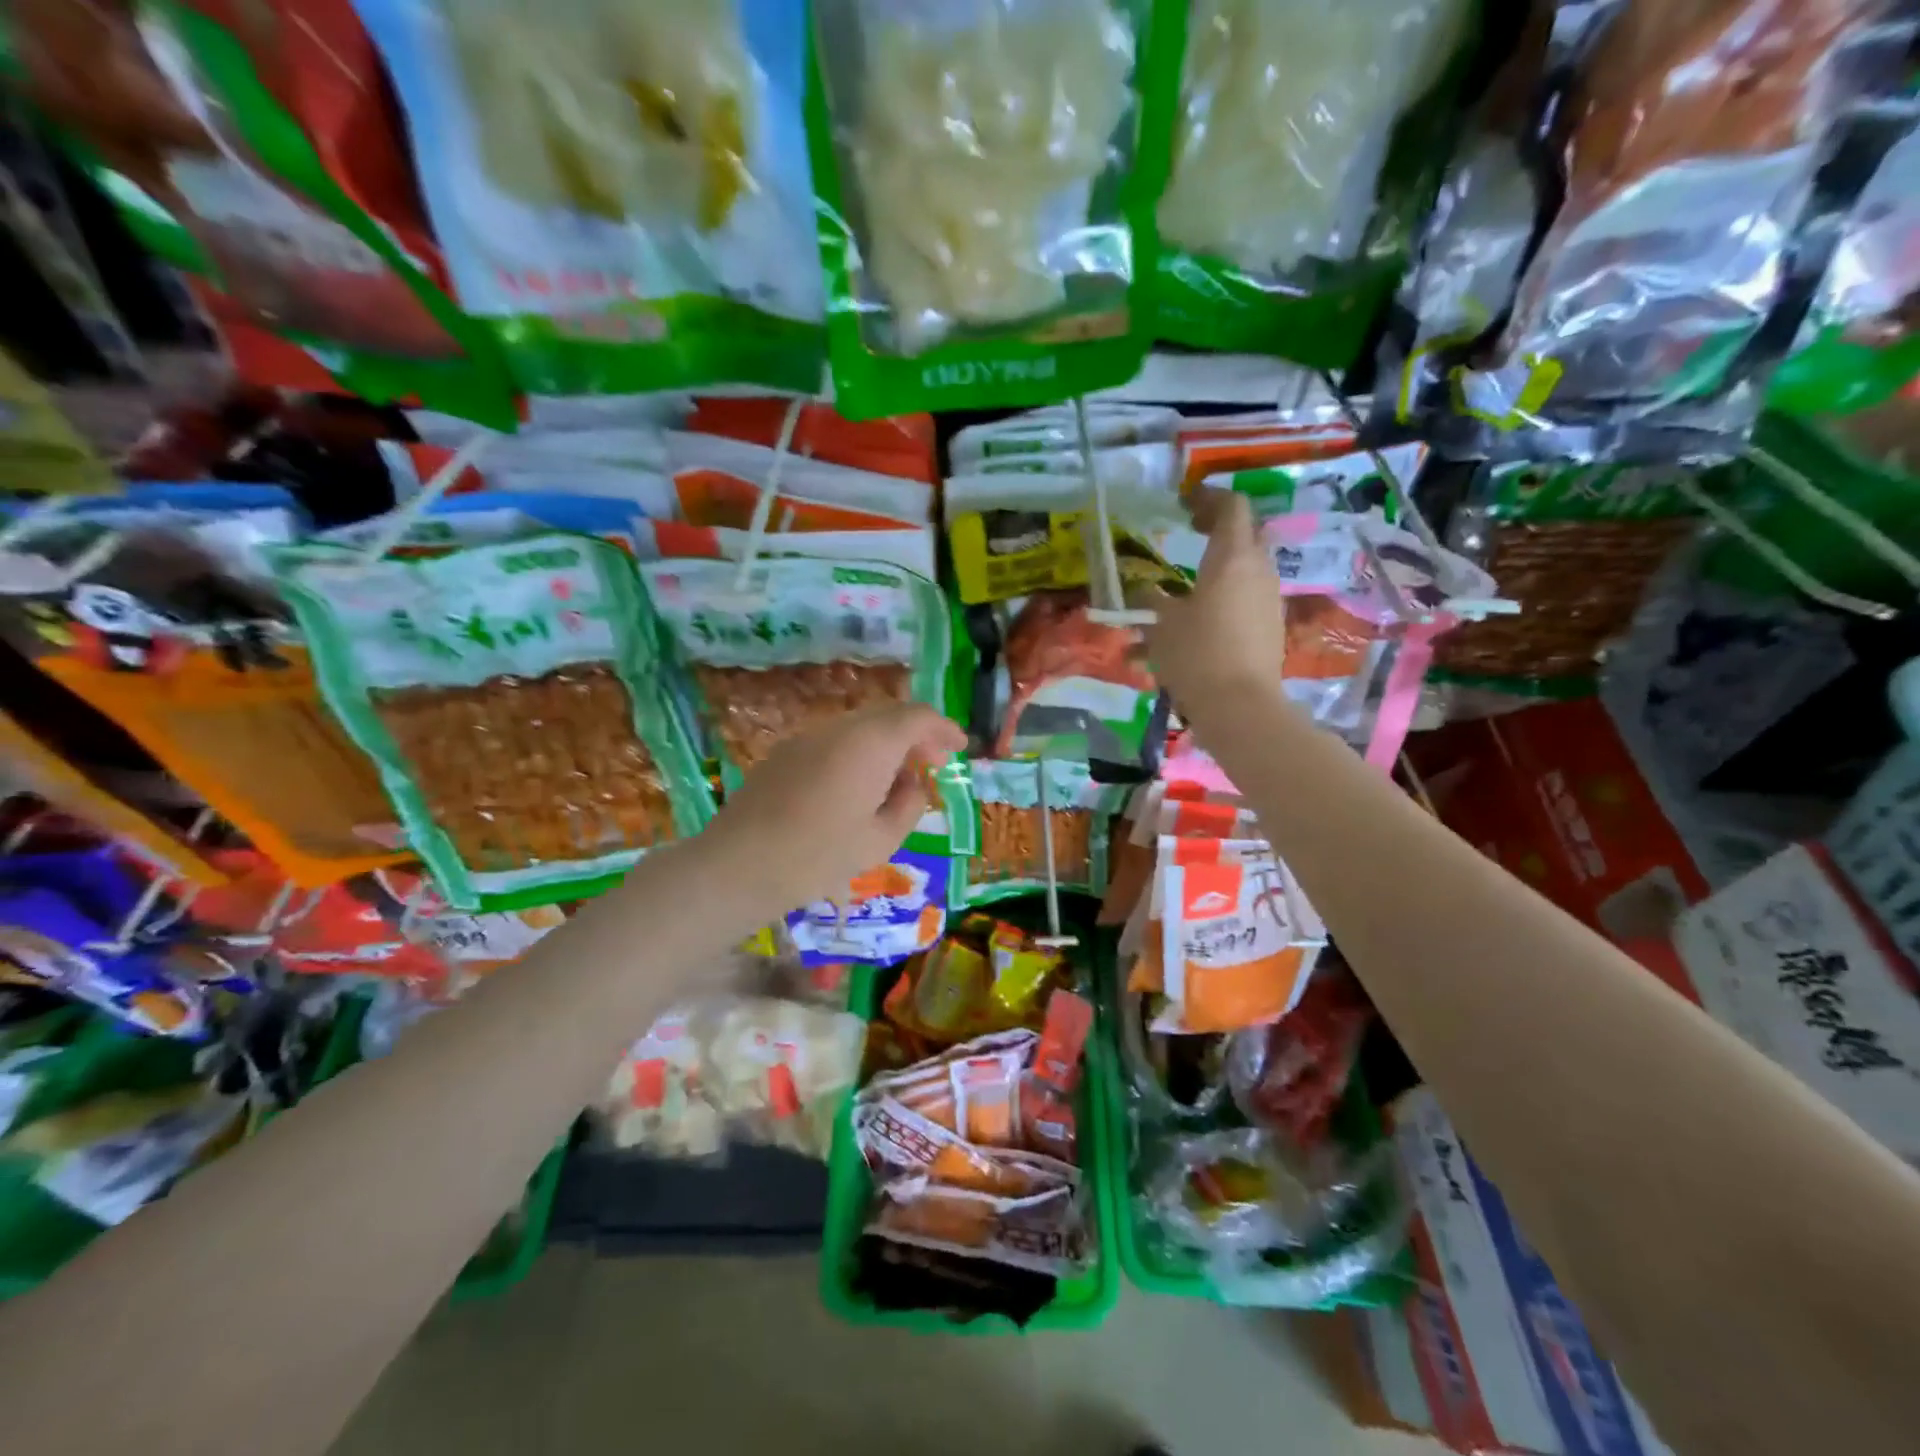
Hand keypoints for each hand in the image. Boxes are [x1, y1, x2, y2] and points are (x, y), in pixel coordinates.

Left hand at [699, 702, 966, 914]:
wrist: (738, 865)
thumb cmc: (818, 857)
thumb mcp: (880, 841)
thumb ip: (908, 805)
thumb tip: (912, 785)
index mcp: (869, 744)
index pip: (916, 717)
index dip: (943, 728)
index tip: (959, 747)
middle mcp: (838, 729)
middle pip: (887, 715)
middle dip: (916, 735)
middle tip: (932, 766)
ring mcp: (806, 738)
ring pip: (859, 727)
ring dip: (886, 744)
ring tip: (896, 781)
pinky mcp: (784, 754)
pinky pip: (834, 741)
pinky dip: (858, 752)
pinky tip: (857, 787)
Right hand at [1134, 489, 1286, 719]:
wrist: (1240, 706)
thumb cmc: (1196, 655)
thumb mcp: (1161, 626)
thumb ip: (1151, 601)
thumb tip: (1143, 592)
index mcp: (1231, 558)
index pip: (1231, 507)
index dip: (1209, 498)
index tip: (1185, 504)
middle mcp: (1257, 570)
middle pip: (1245, 534)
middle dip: (1218, 530)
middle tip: (1191, 533)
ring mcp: (1268, 599)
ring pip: (1244, 570)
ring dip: (1217, 569)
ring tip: (1182, 588)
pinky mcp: (1269, 626)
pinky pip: (1245, 600)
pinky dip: (1222, 599)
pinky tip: (1193, 626)